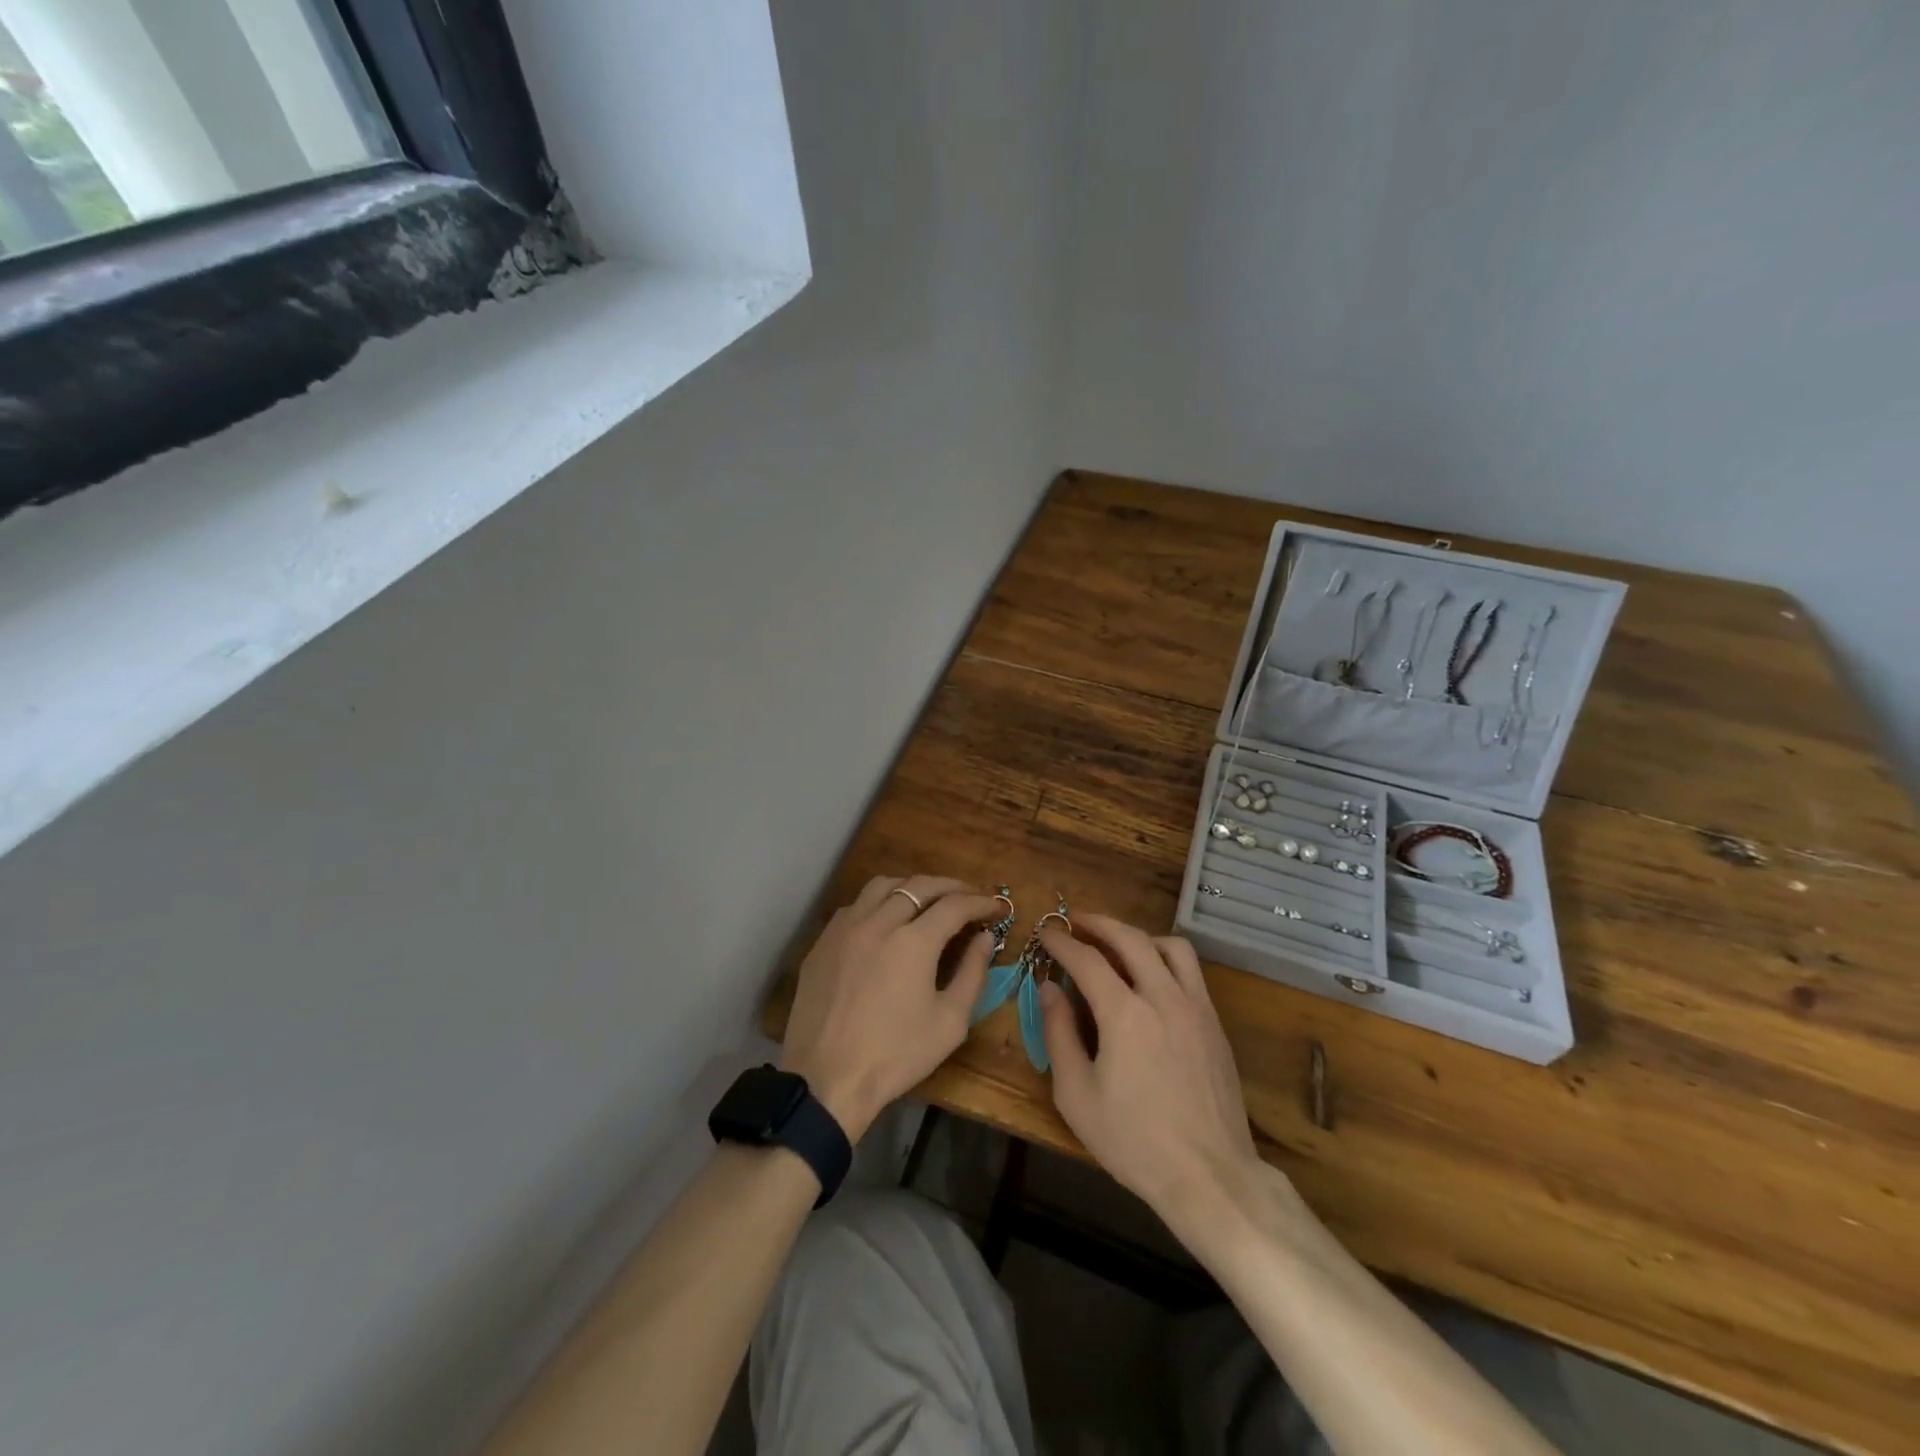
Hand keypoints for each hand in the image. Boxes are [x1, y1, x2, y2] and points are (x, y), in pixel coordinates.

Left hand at [781, 876, 1001, 1141]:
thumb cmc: (895, 1056)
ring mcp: (845, 928)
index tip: (997, 907)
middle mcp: (878, 922)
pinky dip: (878, 902)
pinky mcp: (823, 943)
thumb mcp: (949, 1022)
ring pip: (882, 886)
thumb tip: (984, 938)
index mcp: (913, 941)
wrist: (826, 1080)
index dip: (981, 902)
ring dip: (911, 887)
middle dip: (950, 887)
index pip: (955, 905)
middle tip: (969, 896)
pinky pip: (855, 906)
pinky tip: (885, 920)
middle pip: (919, 886)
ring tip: (927, 900)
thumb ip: (972, 974)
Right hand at [1037, 914, 1266, 1247]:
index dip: (1062, 942)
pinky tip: (1152, 979)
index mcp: (1125, 1013)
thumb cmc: (1133, 1141)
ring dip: (1139, 936)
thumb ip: (1058, 1034)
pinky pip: (1191, 972)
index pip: (1087, 959)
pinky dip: (1166, 959)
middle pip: (1131, 938)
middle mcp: (1163, 997)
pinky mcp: (1215, 1024)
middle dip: (1099, 923)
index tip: (1046, 933)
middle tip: (1077, 921)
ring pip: (1171, 946)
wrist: (1210, 1176)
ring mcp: (1196, 1008)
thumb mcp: (1076, 1095)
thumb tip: (1048, 989)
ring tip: (1118, 945)